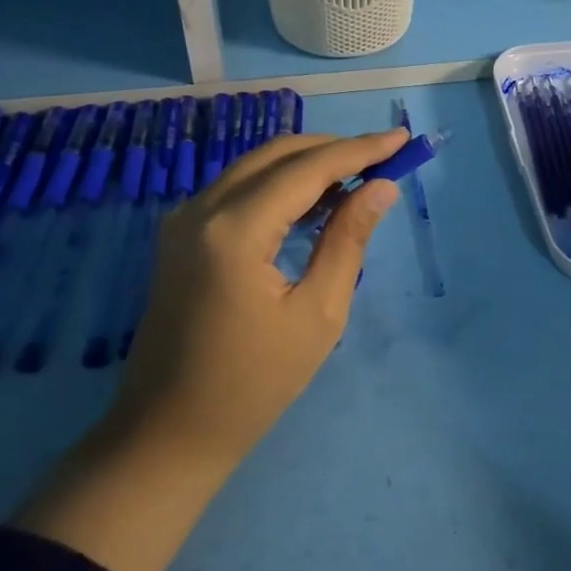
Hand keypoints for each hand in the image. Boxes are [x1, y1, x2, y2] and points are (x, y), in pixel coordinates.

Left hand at [118, 128, 405, 464]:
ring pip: (257, 166)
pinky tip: (315, 201)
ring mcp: (184, 220)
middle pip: (279, 155)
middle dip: (335, 149)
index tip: (402, 138)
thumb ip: (348, 240)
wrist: (168, 432)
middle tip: (385, 157)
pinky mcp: (181, 235)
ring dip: (309, 164)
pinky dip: (281, 184)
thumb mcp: (317, 314)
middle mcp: (202, 209)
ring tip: (360, 177)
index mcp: (235, 230)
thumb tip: (382, 187)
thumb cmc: (253, 383)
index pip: (308, 168)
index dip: (359, 150)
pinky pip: (239, 189)